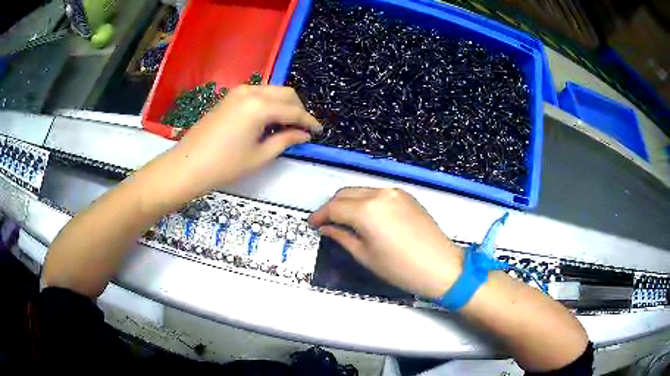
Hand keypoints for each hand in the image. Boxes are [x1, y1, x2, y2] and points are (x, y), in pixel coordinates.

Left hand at [166, 85, 321, 196]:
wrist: (187, 165)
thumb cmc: (224, 165)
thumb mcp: (260, 156)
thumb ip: (285, 140)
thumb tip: (303, 134)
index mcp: (260, 106)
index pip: (294, 110)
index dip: (309, 121)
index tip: (318, 132)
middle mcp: (251, 91)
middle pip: (285, 93)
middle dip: (298, 109)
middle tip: (302, 129)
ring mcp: (238, 92)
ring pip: (271, 91)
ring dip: (284, 104)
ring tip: (286, 126)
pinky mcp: (229, 97)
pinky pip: (258, 94)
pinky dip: (269, 103)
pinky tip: (268, 120)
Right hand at [309, 187, 463, 297]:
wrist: (441, 266)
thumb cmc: (401, 268)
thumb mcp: (365, 256)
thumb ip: (342, 237)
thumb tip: (327, 228)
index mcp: (366, 210)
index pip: (334, 207)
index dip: (320, 215)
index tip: (313, 224)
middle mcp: (380, 194)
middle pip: (346, 193)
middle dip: (332, 207)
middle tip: (326, 223)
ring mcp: (395, 192)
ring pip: (361, 191)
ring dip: (348, 202)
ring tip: (344, 221)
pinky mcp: (407, 195)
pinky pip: (378, 193)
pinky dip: (366, 201)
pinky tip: (366, 217)